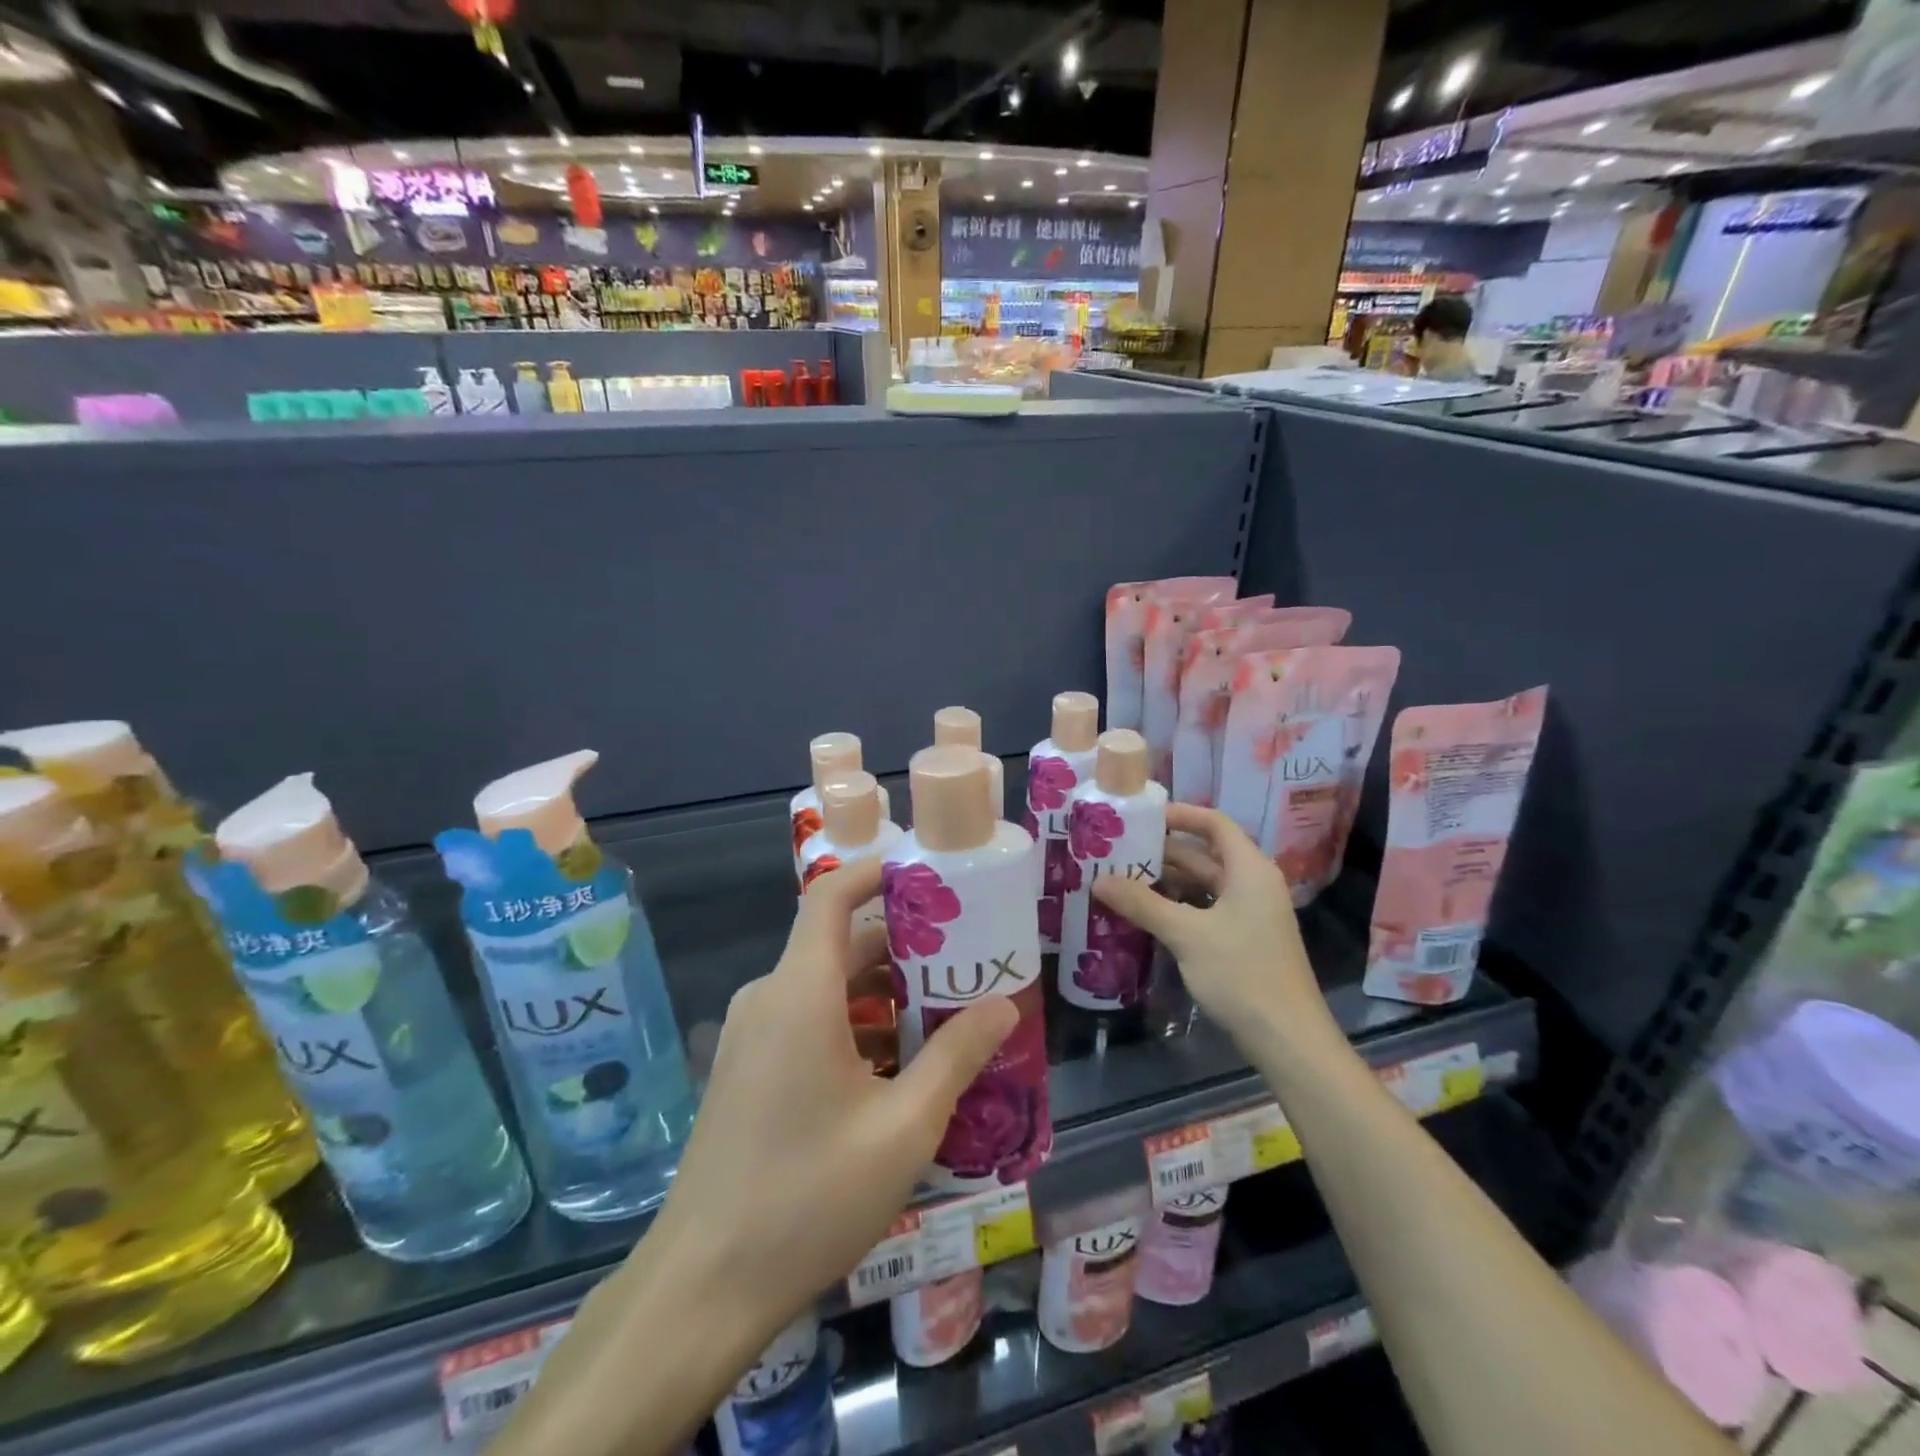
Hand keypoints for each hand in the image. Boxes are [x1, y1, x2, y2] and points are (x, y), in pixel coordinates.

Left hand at [644, 856, 1018, 1334]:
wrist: (701, 1288)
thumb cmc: (808, 1197)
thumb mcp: (903, 1127)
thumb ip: (956, 1056)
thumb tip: (1002, 1005)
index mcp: (800, 992)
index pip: (833, 896)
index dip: (879, 873)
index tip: (933, 877)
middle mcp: (770, 999)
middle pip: (842, 944)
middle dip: (906, 947)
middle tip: (967, 959)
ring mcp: (753, 1036)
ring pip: (828, 987)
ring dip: (885, 994)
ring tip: (947, 1015)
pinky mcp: (748, 1071)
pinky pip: (809, 1021)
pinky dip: (856, 1025)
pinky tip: (900, 1068)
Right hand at [1092, 803, 1341, 1061]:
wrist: (1287, 1039)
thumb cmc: (1241, 974)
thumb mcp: (1186, 934)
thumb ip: (1142, 904)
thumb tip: (1098, 880)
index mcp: (1249, 870)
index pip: (1215, 824)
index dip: (1180, 815)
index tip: (1141, 816)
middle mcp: (1253, 884)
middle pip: (1205, 855)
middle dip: (1163, 852)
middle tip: (1119, 851)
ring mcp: (1250, 914)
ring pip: (1203, 886)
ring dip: (1167, 882)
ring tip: (1123, 880)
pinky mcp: (1244, 941)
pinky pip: (1206, 910)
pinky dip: (1178, 907)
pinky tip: (1146, 915)